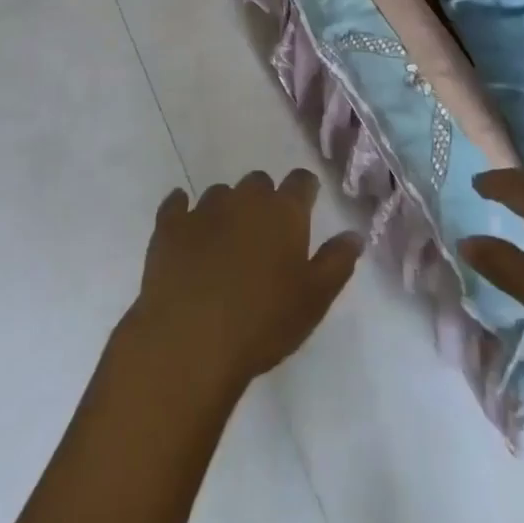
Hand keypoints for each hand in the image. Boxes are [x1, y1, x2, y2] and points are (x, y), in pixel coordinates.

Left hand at [129, 169, 361, 395]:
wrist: (189, 341)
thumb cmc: (262, 323)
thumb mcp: (314, 300)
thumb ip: (337, 262)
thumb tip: (354, 234)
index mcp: (284, 212)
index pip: (301, 181)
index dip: (305, 190)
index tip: (305, 206)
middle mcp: (245, 199)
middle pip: (259, 182)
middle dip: (263, 200)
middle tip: (264, 235)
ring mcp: (204, 209)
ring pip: (220, 194)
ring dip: (226, 209)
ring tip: (224, 242)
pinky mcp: (169, 226)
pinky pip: (176, 204)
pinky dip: (182, 209)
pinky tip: (183, 222)